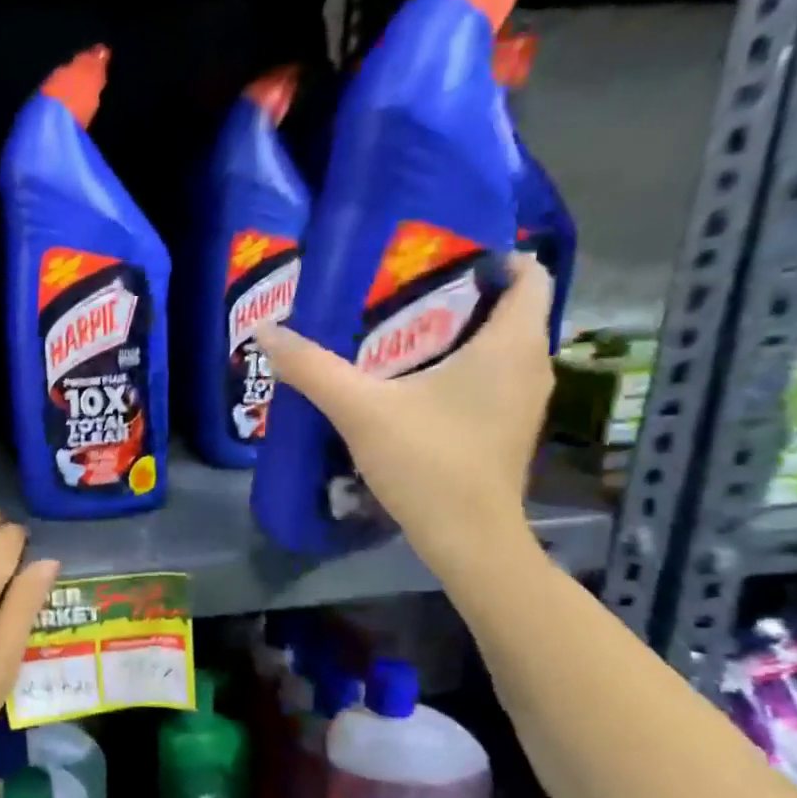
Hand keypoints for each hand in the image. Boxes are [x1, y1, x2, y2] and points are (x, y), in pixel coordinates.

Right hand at [255, 255, 554, 577]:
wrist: (468, 540)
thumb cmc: (428, 463)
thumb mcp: (361, 410)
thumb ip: (313, 368)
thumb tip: (266, 331)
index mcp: (511, 345)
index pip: (528, 274)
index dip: (491, 257)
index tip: (437, 260)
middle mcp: (531, 365)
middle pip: (507, 308)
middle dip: (459, 294)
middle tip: (400, 292)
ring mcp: (523, 400)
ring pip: (498, 345)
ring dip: (457, 333)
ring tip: (398, 332)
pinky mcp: (508, 427)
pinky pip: (491, 376)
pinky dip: (460, 367)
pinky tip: (412, 383)